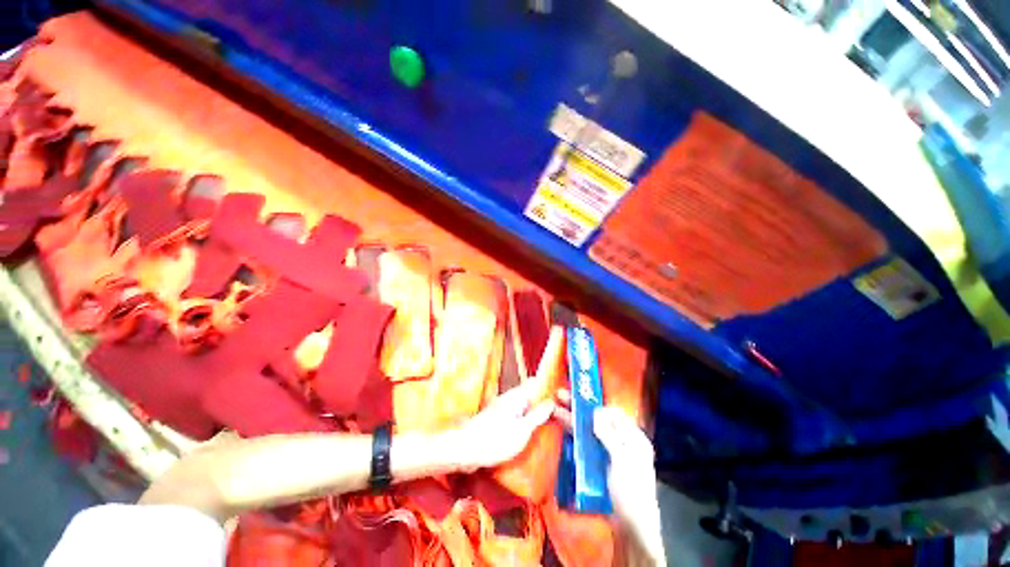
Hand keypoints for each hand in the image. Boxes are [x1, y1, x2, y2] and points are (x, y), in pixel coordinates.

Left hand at [439, 380, 555, 472]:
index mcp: (517, 396)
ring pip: (524, 405)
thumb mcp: (522, 431)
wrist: (465, 450)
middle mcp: (510, 398)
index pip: (536, 382)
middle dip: (544, 402)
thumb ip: (538, 415)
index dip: (549, 386)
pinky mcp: (498, 419)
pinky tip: (532, 433)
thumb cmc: (495, 440)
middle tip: (560, 415)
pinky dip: (526, 420)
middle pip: (531, 393)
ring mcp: (503, 408)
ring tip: (550, 425)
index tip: (563, 396)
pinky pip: (517, 415)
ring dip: (535, 413)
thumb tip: (552, 402)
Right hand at [554, 393, 665, 564]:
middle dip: (579, 407)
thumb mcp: (623, 460)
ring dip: (572, 418)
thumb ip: (609, 435)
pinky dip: (573, 433)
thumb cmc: (631, 491)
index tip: (581, 399)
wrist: (630, 527)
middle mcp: (620, 440)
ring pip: (588, 429)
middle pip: (597, 419)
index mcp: (633, 437)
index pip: (614, 413)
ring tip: (554, 407)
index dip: (596, 404)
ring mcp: (606, 451)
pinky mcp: (596, 461)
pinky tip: (561, 425)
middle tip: (561, 395)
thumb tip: (596, 411)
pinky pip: (584, 443)